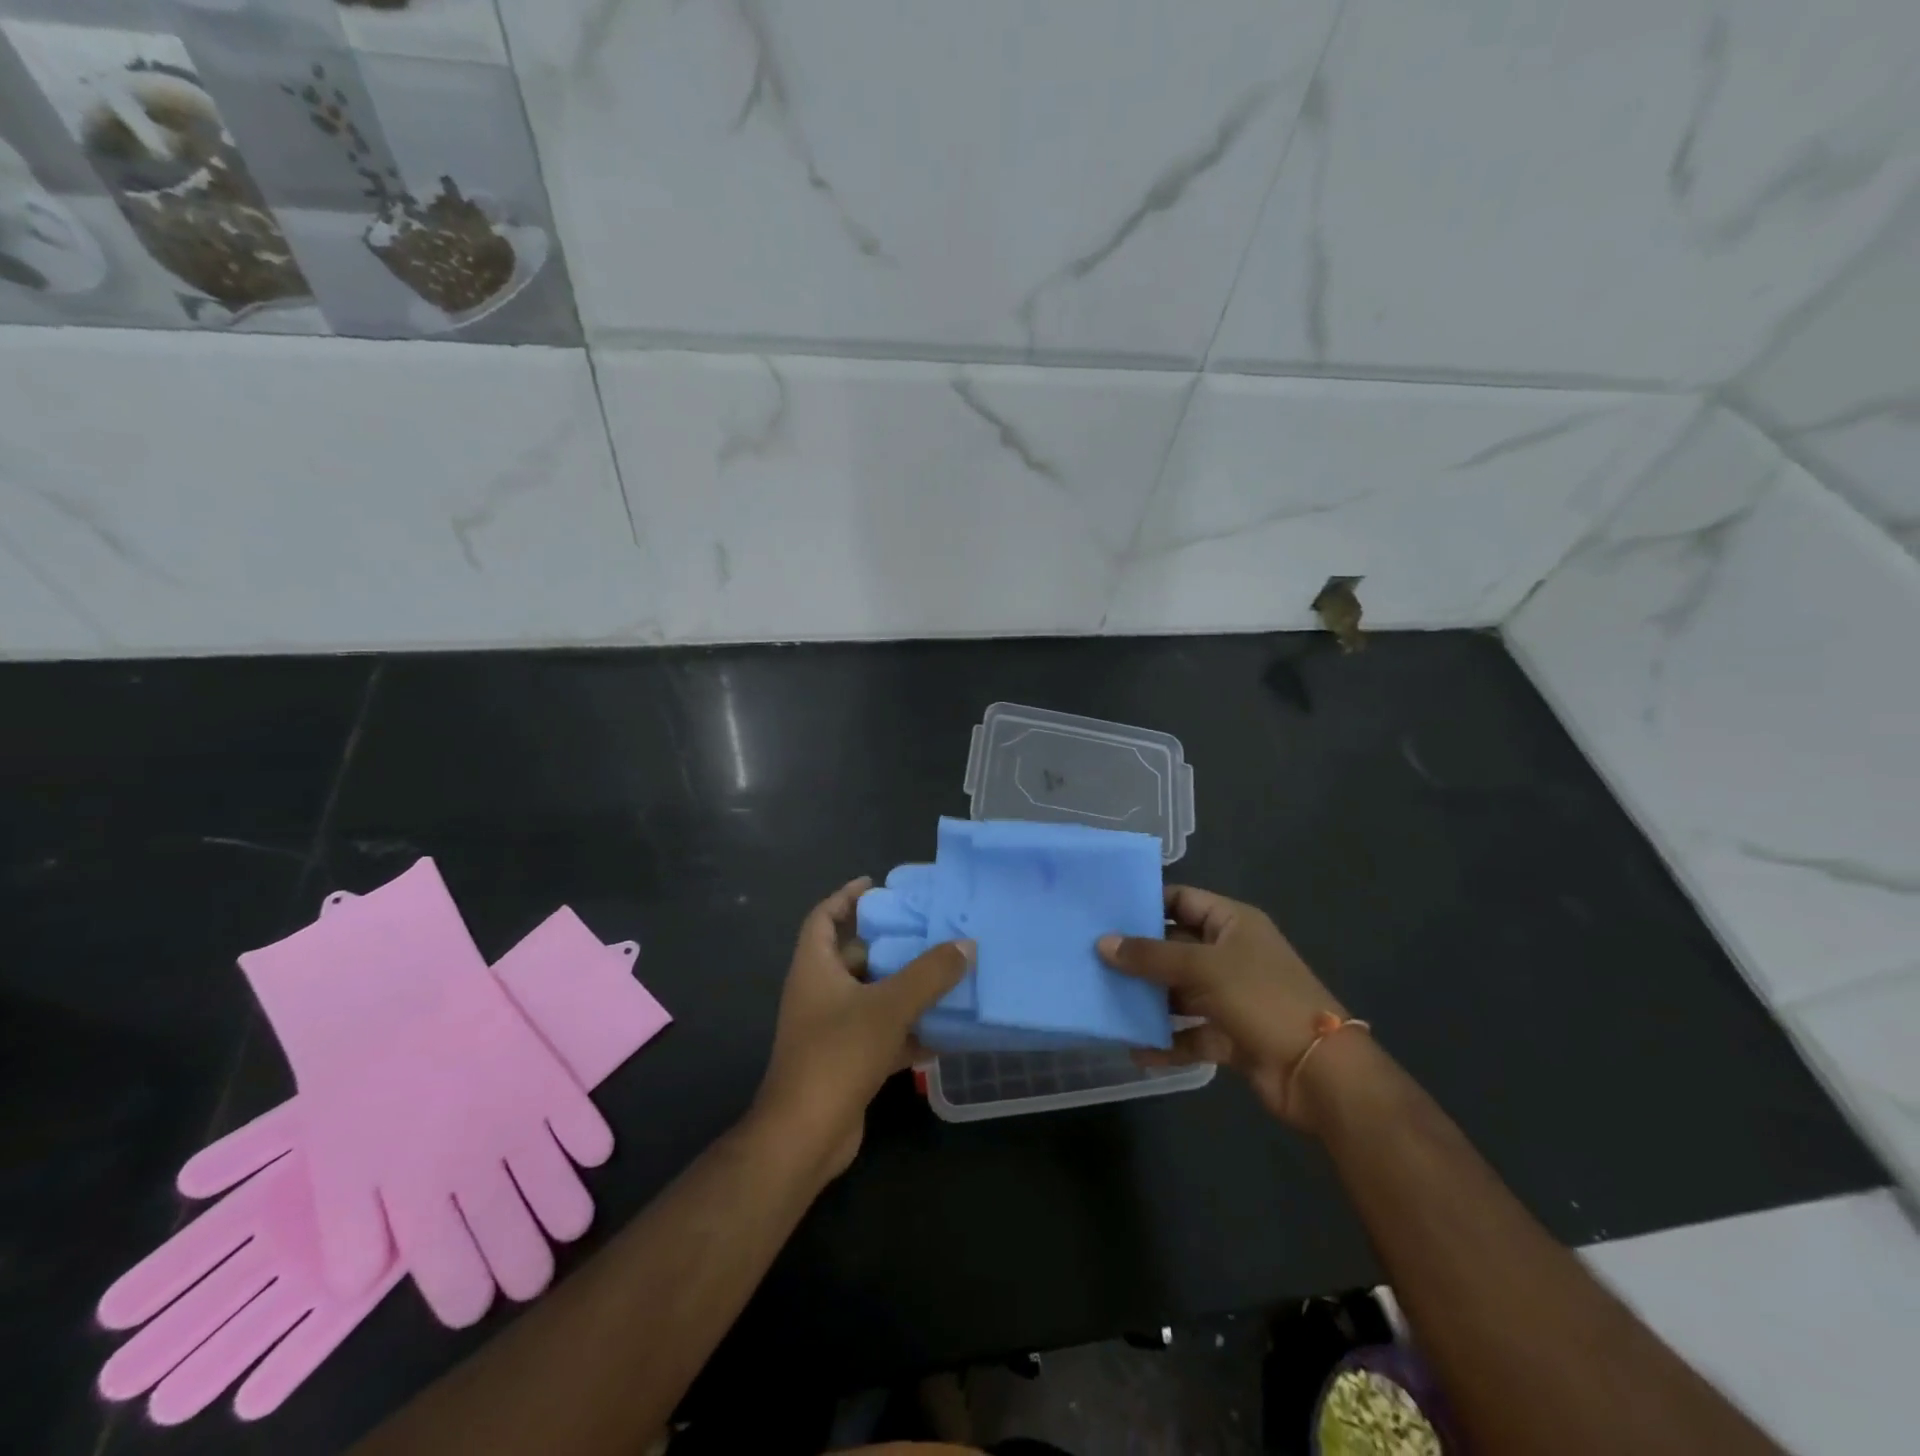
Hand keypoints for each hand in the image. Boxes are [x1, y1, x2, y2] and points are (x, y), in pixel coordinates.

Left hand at [751, 877, 972, 1178]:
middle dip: (891, 945)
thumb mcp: (889, 1006)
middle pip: (854, 956)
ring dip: (905, 989)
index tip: (876, 885)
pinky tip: (943, 1034)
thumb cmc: (838, 1054)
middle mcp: (818, 993)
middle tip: (930, 932)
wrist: (805, 1136)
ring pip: (871, 996)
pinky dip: (907, 1030)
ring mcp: (830, 1029)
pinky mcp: (845, 1061)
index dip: (846, 897)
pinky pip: (880, 1033)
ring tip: (946, 975)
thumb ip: (929, 974)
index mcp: (814, 968)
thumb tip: (966, 945)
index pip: (823, 917)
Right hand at [1099, 885, 1348, 1131]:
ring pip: (1179, 992)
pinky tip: (1135, 1049)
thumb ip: (1151, 956)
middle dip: (1138, 954)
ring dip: (1148, 999)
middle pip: (1175, 947)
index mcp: (1232, 924)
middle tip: (1090, 954)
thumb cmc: (1263, 999)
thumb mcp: (1203, 968)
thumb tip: (1102, 943)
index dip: (1147, 902)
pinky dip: (1166, 1042)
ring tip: (1102, 999)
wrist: (1320, 1073)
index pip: (1182, 900)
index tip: (1104, 908)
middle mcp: (1231, 954)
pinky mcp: (1230, 1035)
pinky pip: (1189, 1033)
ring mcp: (1231, 997)